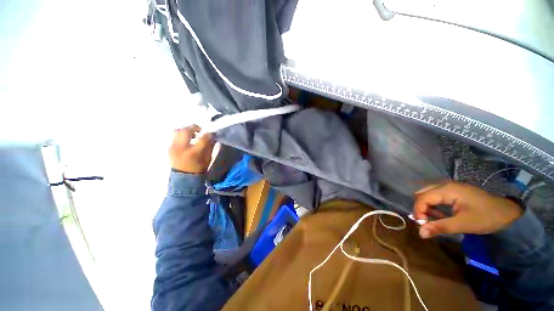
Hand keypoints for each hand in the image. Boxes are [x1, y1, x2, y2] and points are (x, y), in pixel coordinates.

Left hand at [169, 125, 215, 173]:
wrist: (184, 178)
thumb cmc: (199, 168)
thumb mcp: (208, 158)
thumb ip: (209, 146)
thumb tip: (211, 136)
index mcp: (193, 152)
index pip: (202, 138)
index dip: (208, 134)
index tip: (211, 133)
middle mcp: (181, 147)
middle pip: (186, 130)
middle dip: (194, 127)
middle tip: (200, 130)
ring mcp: (173, 147)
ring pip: (177, 131)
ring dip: (186, 130)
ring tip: (192, 135)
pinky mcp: (169, 148)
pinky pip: (175, 137)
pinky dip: (182, 136)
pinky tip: (186, 141)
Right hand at [413, 182, 522, 238]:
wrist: (509, 211)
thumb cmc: (487, 217)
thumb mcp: (464, 224)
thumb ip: (440, 227)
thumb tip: (420, 233)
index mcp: (447, 190)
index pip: (422, 198)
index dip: (418, 211)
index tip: (422, 225)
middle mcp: (445, 185)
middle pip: (422, 194)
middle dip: (420, 208)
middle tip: (425, 222)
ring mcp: (450, 188)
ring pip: (428, 195)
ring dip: (426, 207)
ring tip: (432, 219)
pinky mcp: (454, 192)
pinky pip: (436, 197)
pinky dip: (434, 206)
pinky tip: (440, 215)